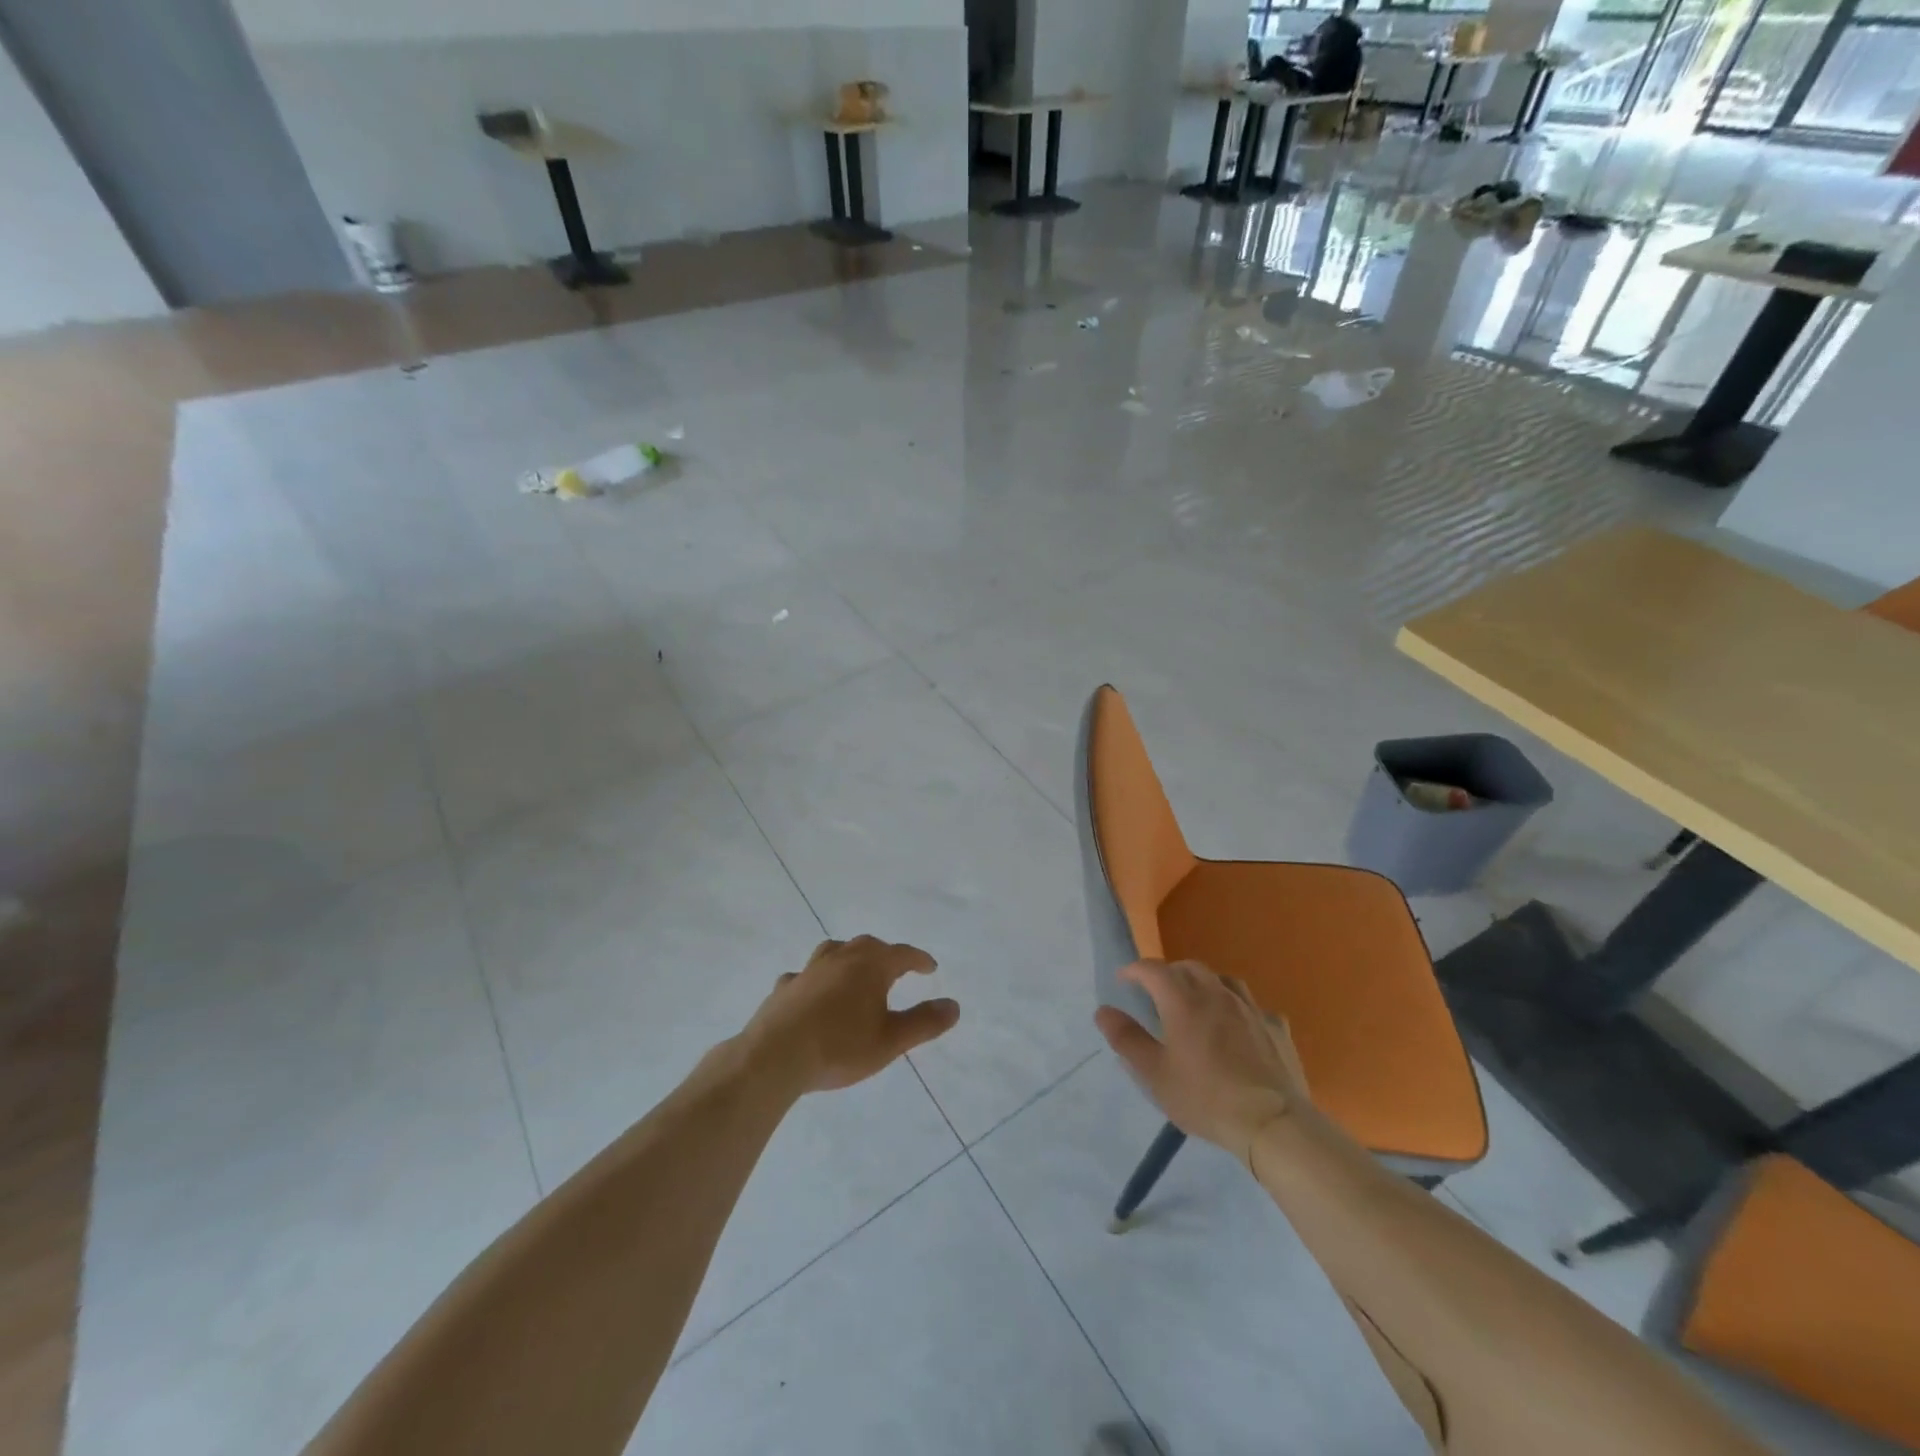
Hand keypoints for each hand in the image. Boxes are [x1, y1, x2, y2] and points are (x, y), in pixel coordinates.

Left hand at [740, 936, 959, 1094]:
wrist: (775, 1056)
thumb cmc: (840, 1047)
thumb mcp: (891, 1040)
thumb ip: (924, 1022)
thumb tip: (954, 1005)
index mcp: (870, 966)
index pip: (902, 954)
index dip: (918, 959)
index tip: (930, 967)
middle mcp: (840, 958)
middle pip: (867, 945)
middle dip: (885, 954)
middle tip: (896, 967)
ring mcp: (809, 970)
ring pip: (833, 951)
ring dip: (848, 957)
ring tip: (854, 969)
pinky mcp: (784, 988)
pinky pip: (804, 976)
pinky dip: (815, 979)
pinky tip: (811, 992)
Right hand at [1094, 960, 1309, 1164]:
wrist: (1273, 1122)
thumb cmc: (1205, 1097)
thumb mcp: (1155, 1074)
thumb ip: (1127, 1039)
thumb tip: (1103, 1011)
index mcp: (1183, 1001)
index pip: (1153, 969)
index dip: (1135, 970)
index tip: (1123, 979)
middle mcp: (1216, 994)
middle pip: (1189, 968)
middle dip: (1169, 972)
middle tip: (1157, 991)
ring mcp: (1250, 1009)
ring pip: (1224, 980)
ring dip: (1205, 983)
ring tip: (1198, 1000)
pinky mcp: (1276, 1027)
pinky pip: (1253, 1007)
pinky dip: (1239, 1009)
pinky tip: (1240, 1027)